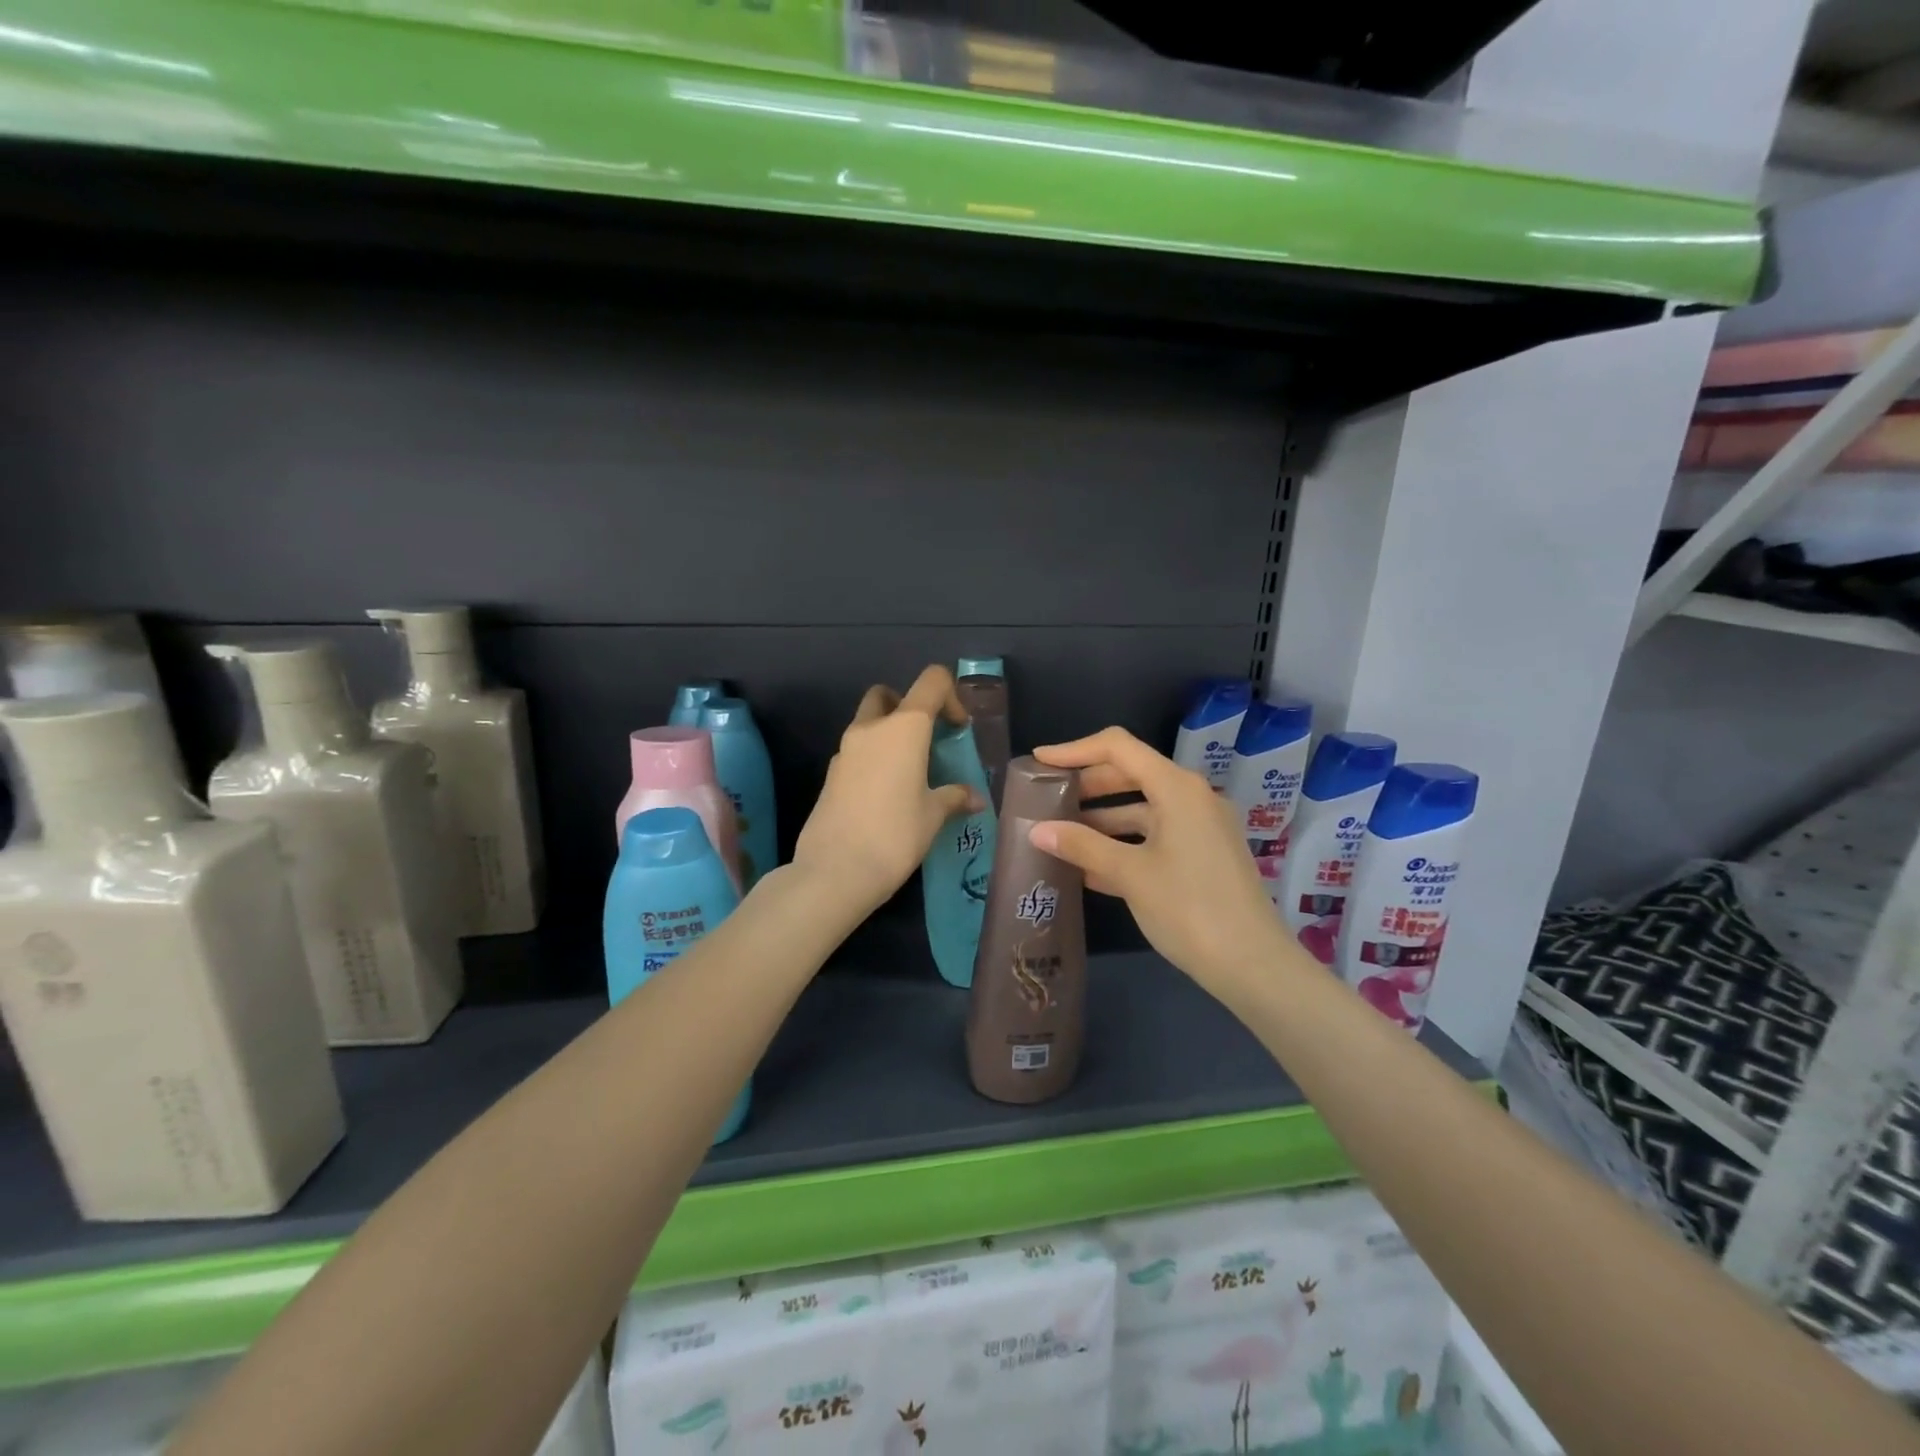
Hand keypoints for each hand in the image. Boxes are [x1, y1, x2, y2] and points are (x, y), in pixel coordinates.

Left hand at [791, 665, 983, 917]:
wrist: (835, 871)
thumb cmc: (895, 835)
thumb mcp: (933, 815)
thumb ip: (954, 797)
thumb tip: (973, 798)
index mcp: (904, 727)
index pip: (931, 682)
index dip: (951, 696)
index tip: (958, 729)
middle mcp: (871, 728)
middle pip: (889, 695)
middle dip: (909, 707)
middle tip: (927, 741)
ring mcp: (845, 750)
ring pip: (868, 723)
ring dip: (889, 734)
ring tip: (911, 773)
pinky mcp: (831, 775)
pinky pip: (856, 752)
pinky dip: (873, 759)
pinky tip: (887, 795)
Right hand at [1029, 726, 1287, 990]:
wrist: (1253, 965)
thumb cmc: (1189, 908)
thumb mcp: (1129, 874)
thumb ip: (1082, 846)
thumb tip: (1036, 830)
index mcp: (1177, 788)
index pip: (1118, 748)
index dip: (1075, 750)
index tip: (1039, 762)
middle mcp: (1191, 797)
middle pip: (1130, 774)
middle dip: (1086, 785)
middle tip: (1046, 799)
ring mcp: (1200, 827)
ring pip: (1141, 809)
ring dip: (1101, 819)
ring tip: (1060, 835)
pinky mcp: (1203, 855)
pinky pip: (1155, 836)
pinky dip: (1123, 844)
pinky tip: (1089, 868)